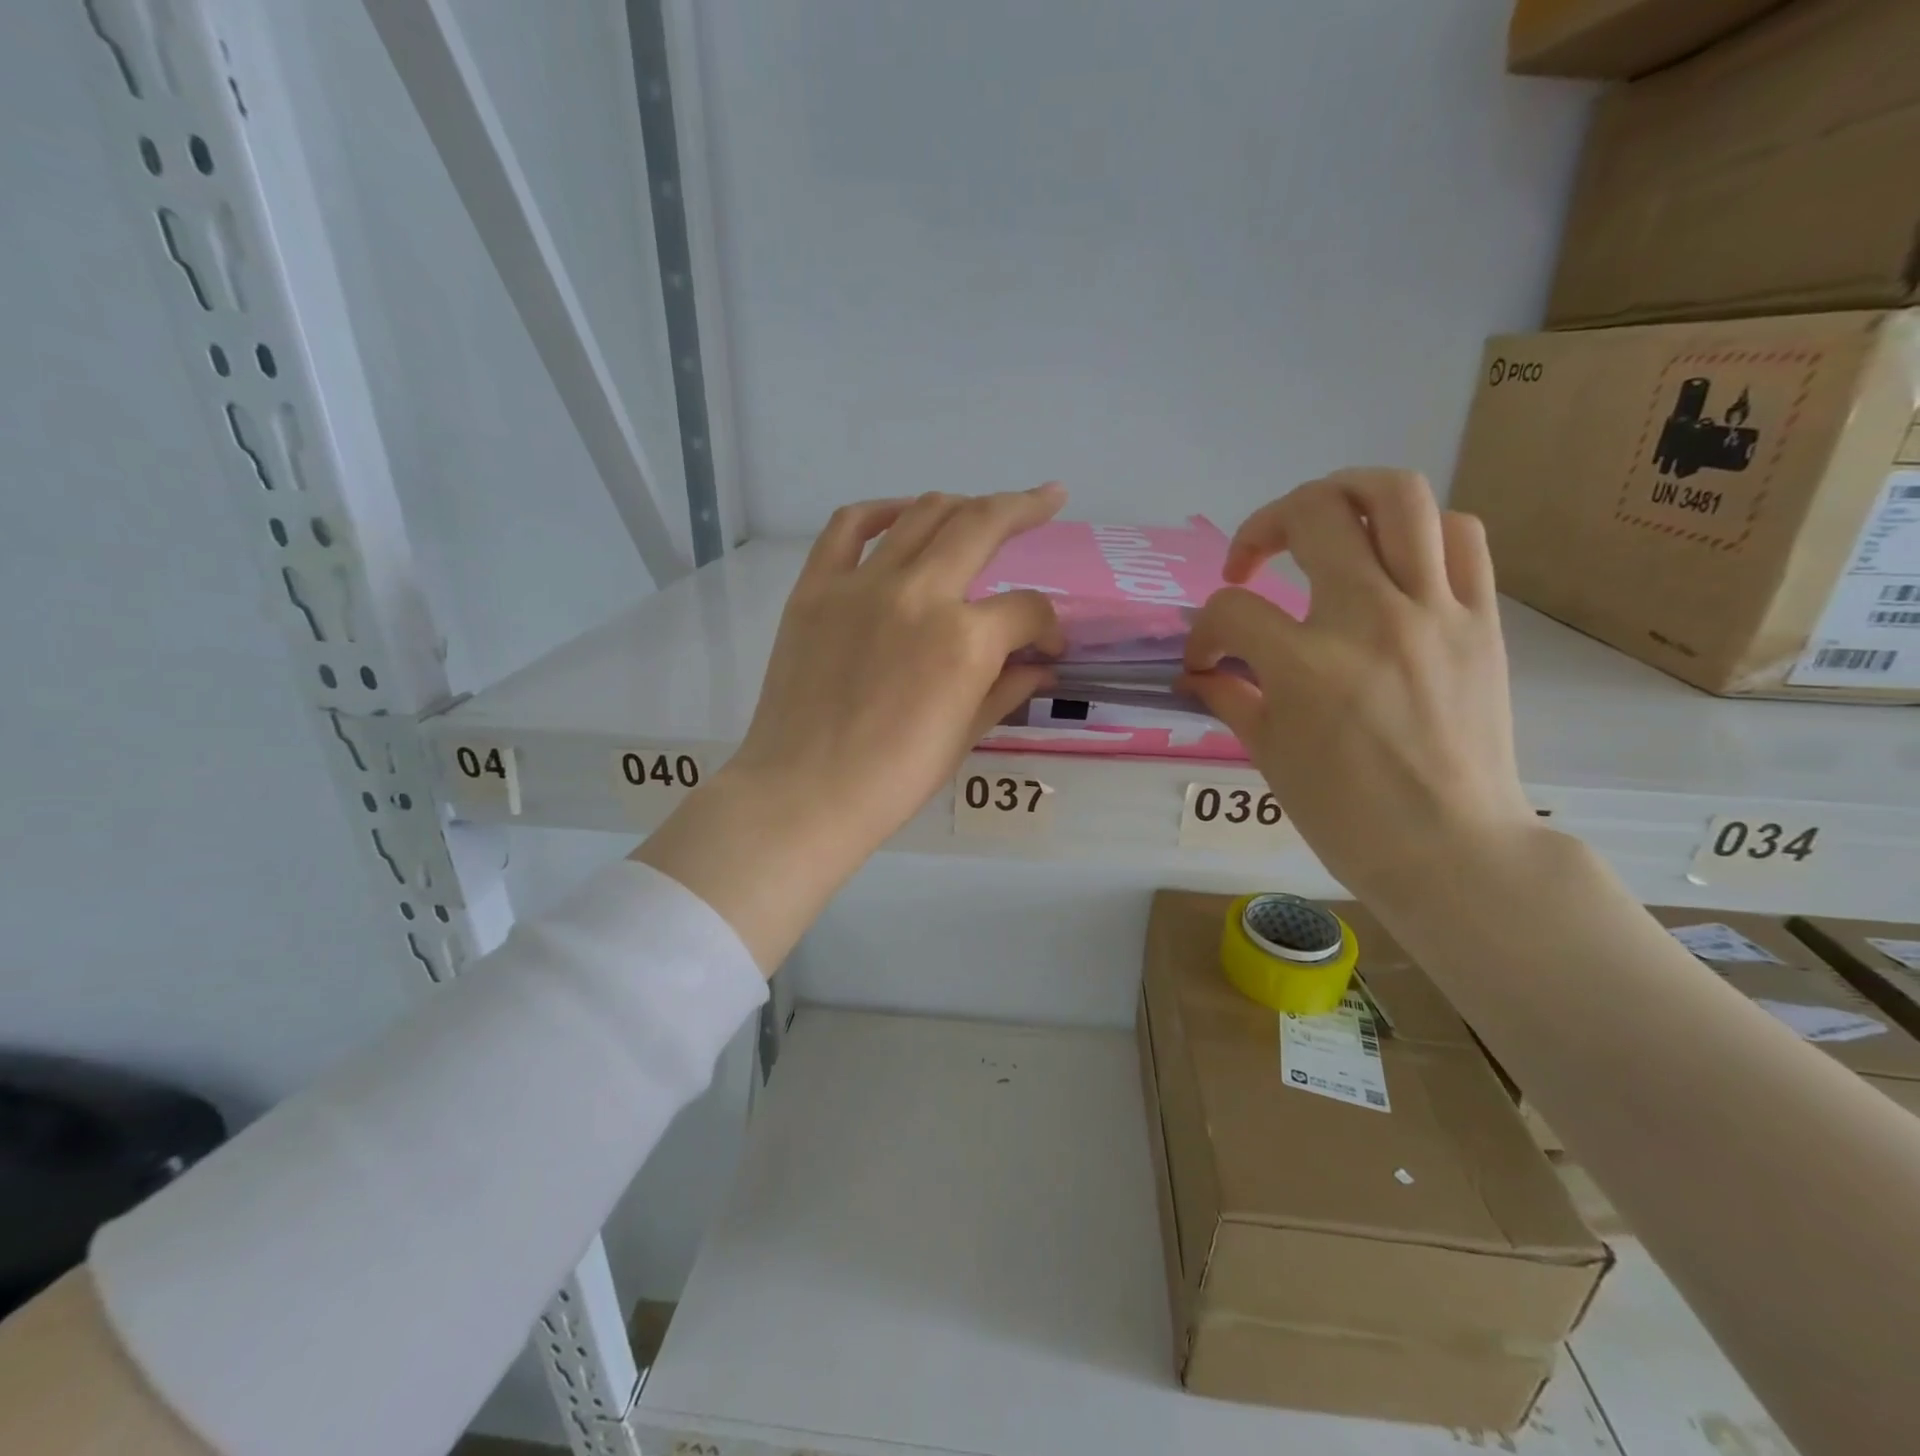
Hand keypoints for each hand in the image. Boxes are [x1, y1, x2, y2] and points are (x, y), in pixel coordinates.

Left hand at [637, 485, 1067, 969]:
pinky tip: (903, 514)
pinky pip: (848, 526)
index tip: (1046, 648)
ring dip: (963, 504)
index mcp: (965, 640)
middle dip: (1025, 508)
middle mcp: (919, 594)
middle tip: (1049, 498)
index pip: (1025, 609)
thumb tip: (1040, 665)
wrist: (805, 793)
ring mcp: (862, 584)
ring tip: (982, 509)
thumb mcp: (965, 735)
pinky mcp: (816, 588)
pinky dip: (881, 511)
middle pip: (982, 526)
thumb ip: (1008, 687)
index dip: (1048, 627)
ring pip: (923, 513)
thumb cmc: (893, 780)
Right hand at [1181, 468, 1540, 901]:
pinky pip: (1460, 536)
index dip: (1204, 633)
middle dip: (1263, 527)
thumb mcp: (1270, 756)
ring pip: (1399, 496)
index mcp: (1307, 666)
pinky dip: (1420, 531)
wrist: (1452, 849)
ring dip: (1345, 493)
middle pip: (1313, 515)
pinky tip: (1393, 559)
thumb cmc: (1347, 815)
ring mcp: (1436, 611)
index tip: (1206, 662)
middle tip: (1251, 560)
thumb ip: (1231, 696)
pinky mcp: (1482, 619)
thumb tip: (1202, 670)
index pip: (1231, 611)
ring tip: (1322, 520)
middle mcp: (1371, 619)